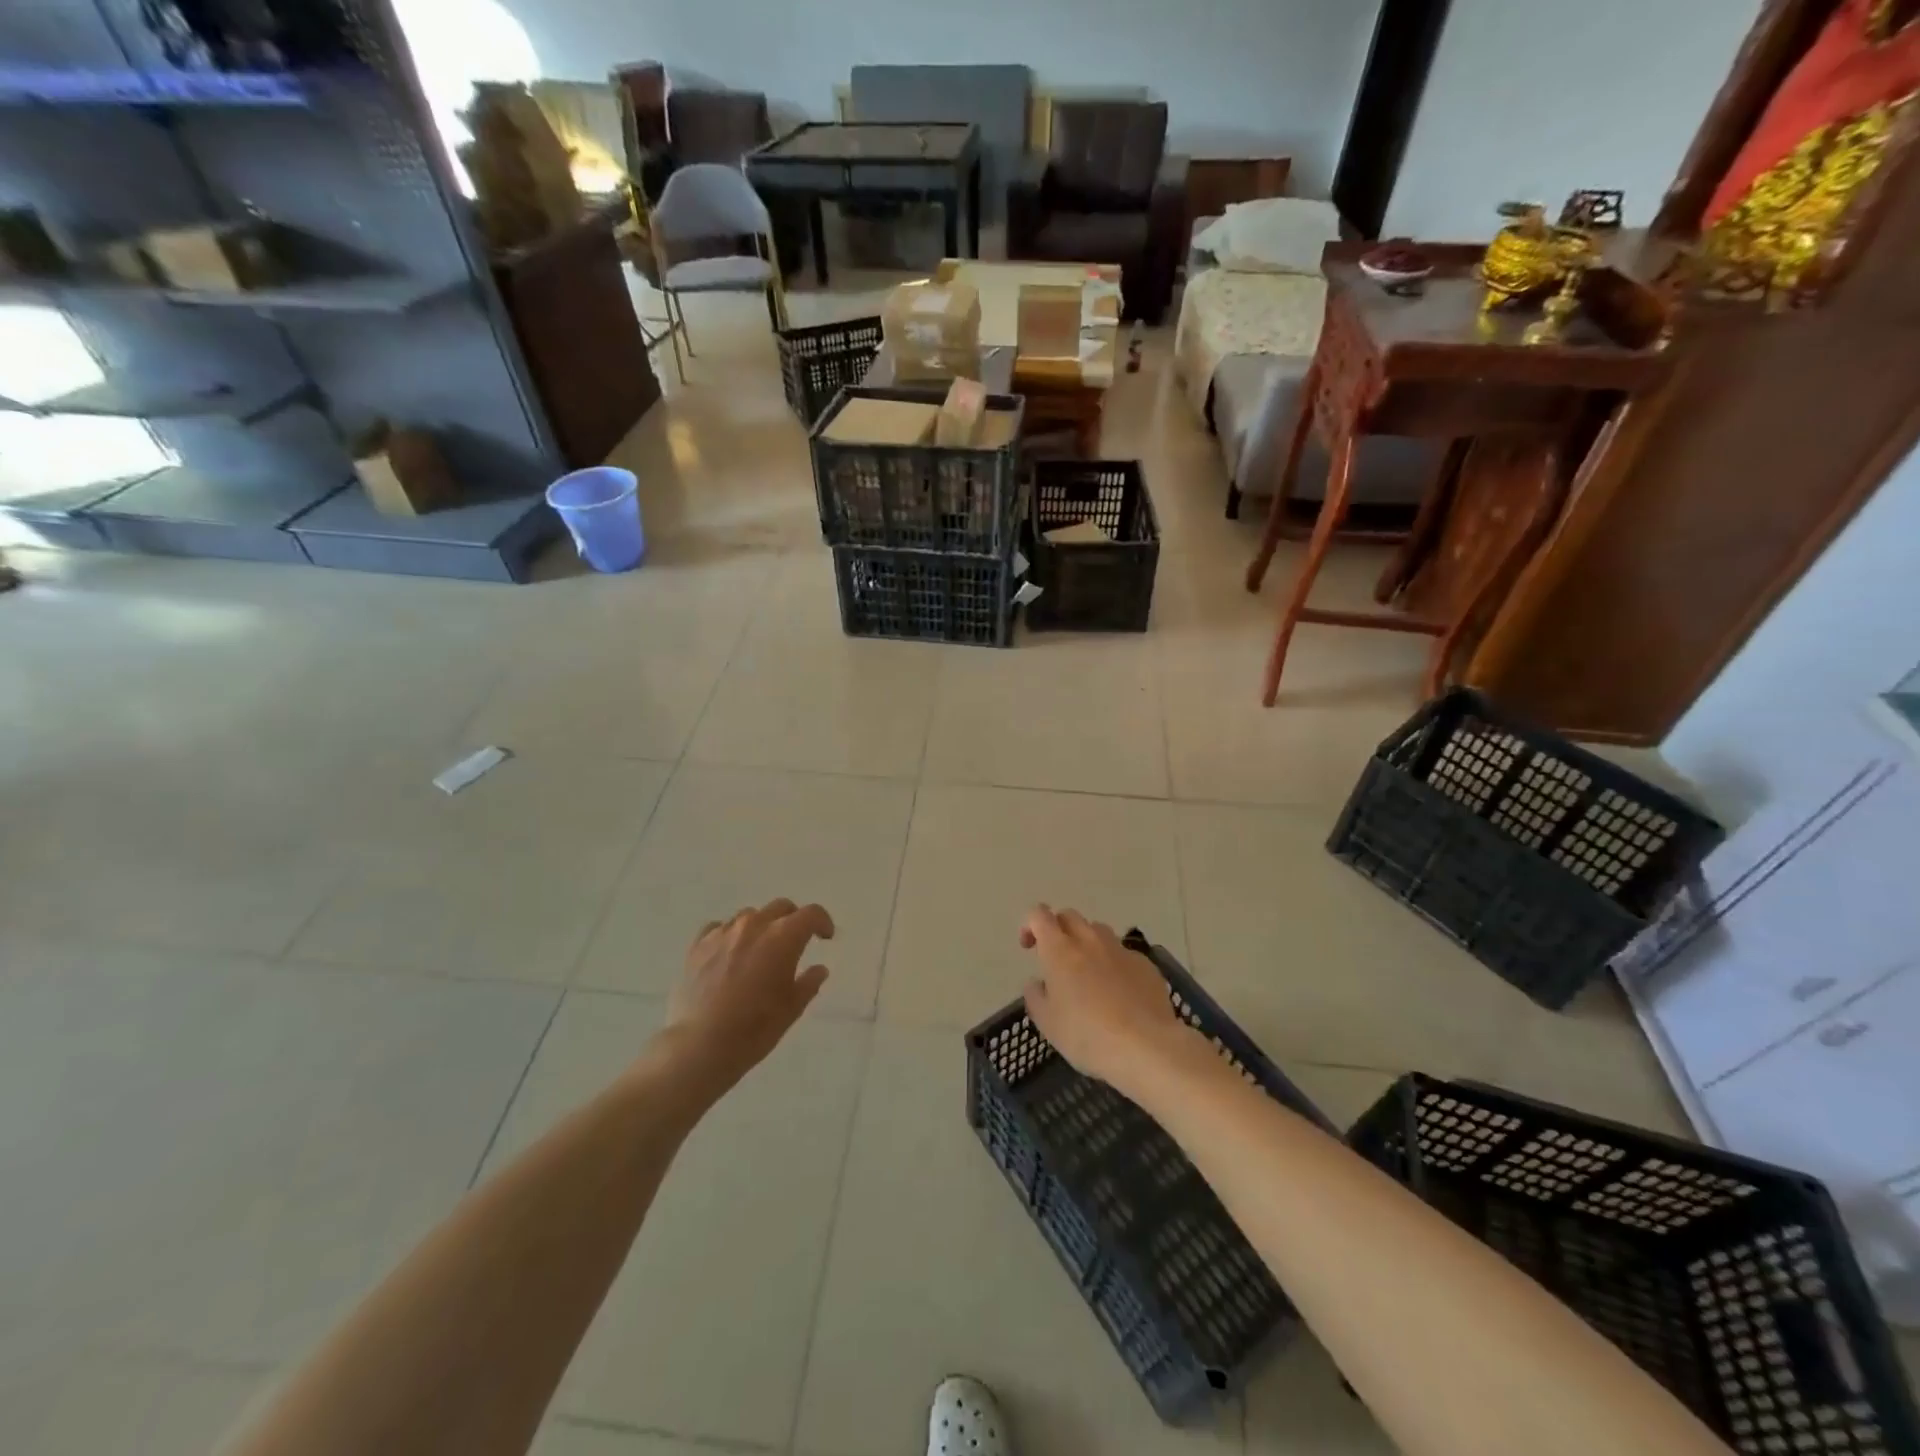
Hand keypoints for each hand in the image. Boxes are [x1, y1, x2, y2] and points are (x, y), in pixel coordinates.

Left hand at [664, 900, 833, 1092]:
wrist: (700, 1045)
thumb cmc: (754, 1028)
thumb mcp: (791, 1009)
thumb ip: (809, 983)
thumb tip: (819, 969)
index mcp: (783, 937)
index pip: (811, 914)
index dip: (823, 922)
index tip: (825, 937)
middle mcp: (754, 925)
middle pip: (780, 907)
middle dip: (793, 920)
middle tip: (794, 943)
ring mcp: (723, 932)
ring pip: (749, 915)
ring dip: (761, 927)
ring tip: (758, 952)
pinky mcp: (698, 945)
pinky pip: (719, 928)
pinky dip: (730, 936)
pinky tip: (729, 955)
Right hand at [1018, 905, 1188, 1094]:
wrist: (1146, 1047)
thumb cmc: (1087, 1035)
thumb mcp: (1047, 1023)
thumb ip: (1036, 996)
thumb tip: (1037, 983)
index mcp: (1060, 950)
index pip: (1039, 915)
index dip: (1030, 924)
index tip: (1029, 947)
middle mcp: (1090, 940)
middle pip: (1070, 916)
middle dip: (1059, 929)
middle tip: (1056, 958)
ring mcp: (1121, 950)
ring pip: (1098, 931)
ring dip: (1087, 943)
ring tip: (1088, 973)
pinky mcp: (1145, 964)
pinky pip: (1123, 954)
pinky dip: (1114, 964)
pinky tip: (1119, 993)